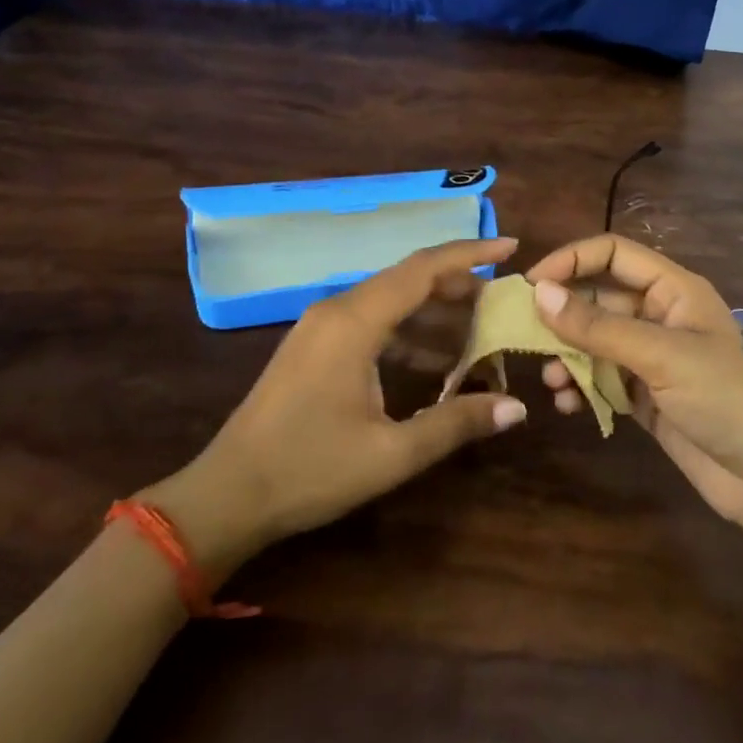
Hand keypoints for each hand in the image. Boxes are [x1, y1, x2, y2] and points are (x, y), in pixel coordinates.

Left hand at [149, 239, 526, 566]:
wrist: (225, 496)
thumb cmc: (308, 471)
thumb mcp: (391, 454)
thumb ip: (455, 424)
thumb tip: (516, 407)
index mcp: (354, 322)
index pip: (423, 269)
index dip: (470, 253)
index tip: (511, 247)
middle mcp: (337, 310)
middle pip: (408, 278)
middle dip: (459, 283)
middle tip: (503, 299)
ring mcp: (321, 327)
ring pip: (390, 299)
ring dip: (434, 309)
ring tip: (479, 328)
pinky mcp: (314, 347)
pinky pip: (372, 320)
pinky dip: (408, 329)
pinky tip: (435, 357)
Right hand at [525, 236, 742, 543]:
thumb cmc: (725, 398)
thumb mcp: (661, 355)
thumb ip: (599, 327)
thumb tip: (539, 294)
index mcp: (674, 290)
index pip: (613, 254)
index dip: (572, 261)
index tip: (531, 286)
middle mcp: (660, 317)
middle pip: (599, 298)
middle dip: (562, 315)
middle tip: (523, 337)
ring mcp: (653, 359)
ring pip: (596, 342)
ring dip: (568, 357)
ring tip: (550, 381)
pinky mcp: (647, 398)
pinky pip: (603, 380)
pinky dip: (582, 388)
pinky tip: (568, 405)